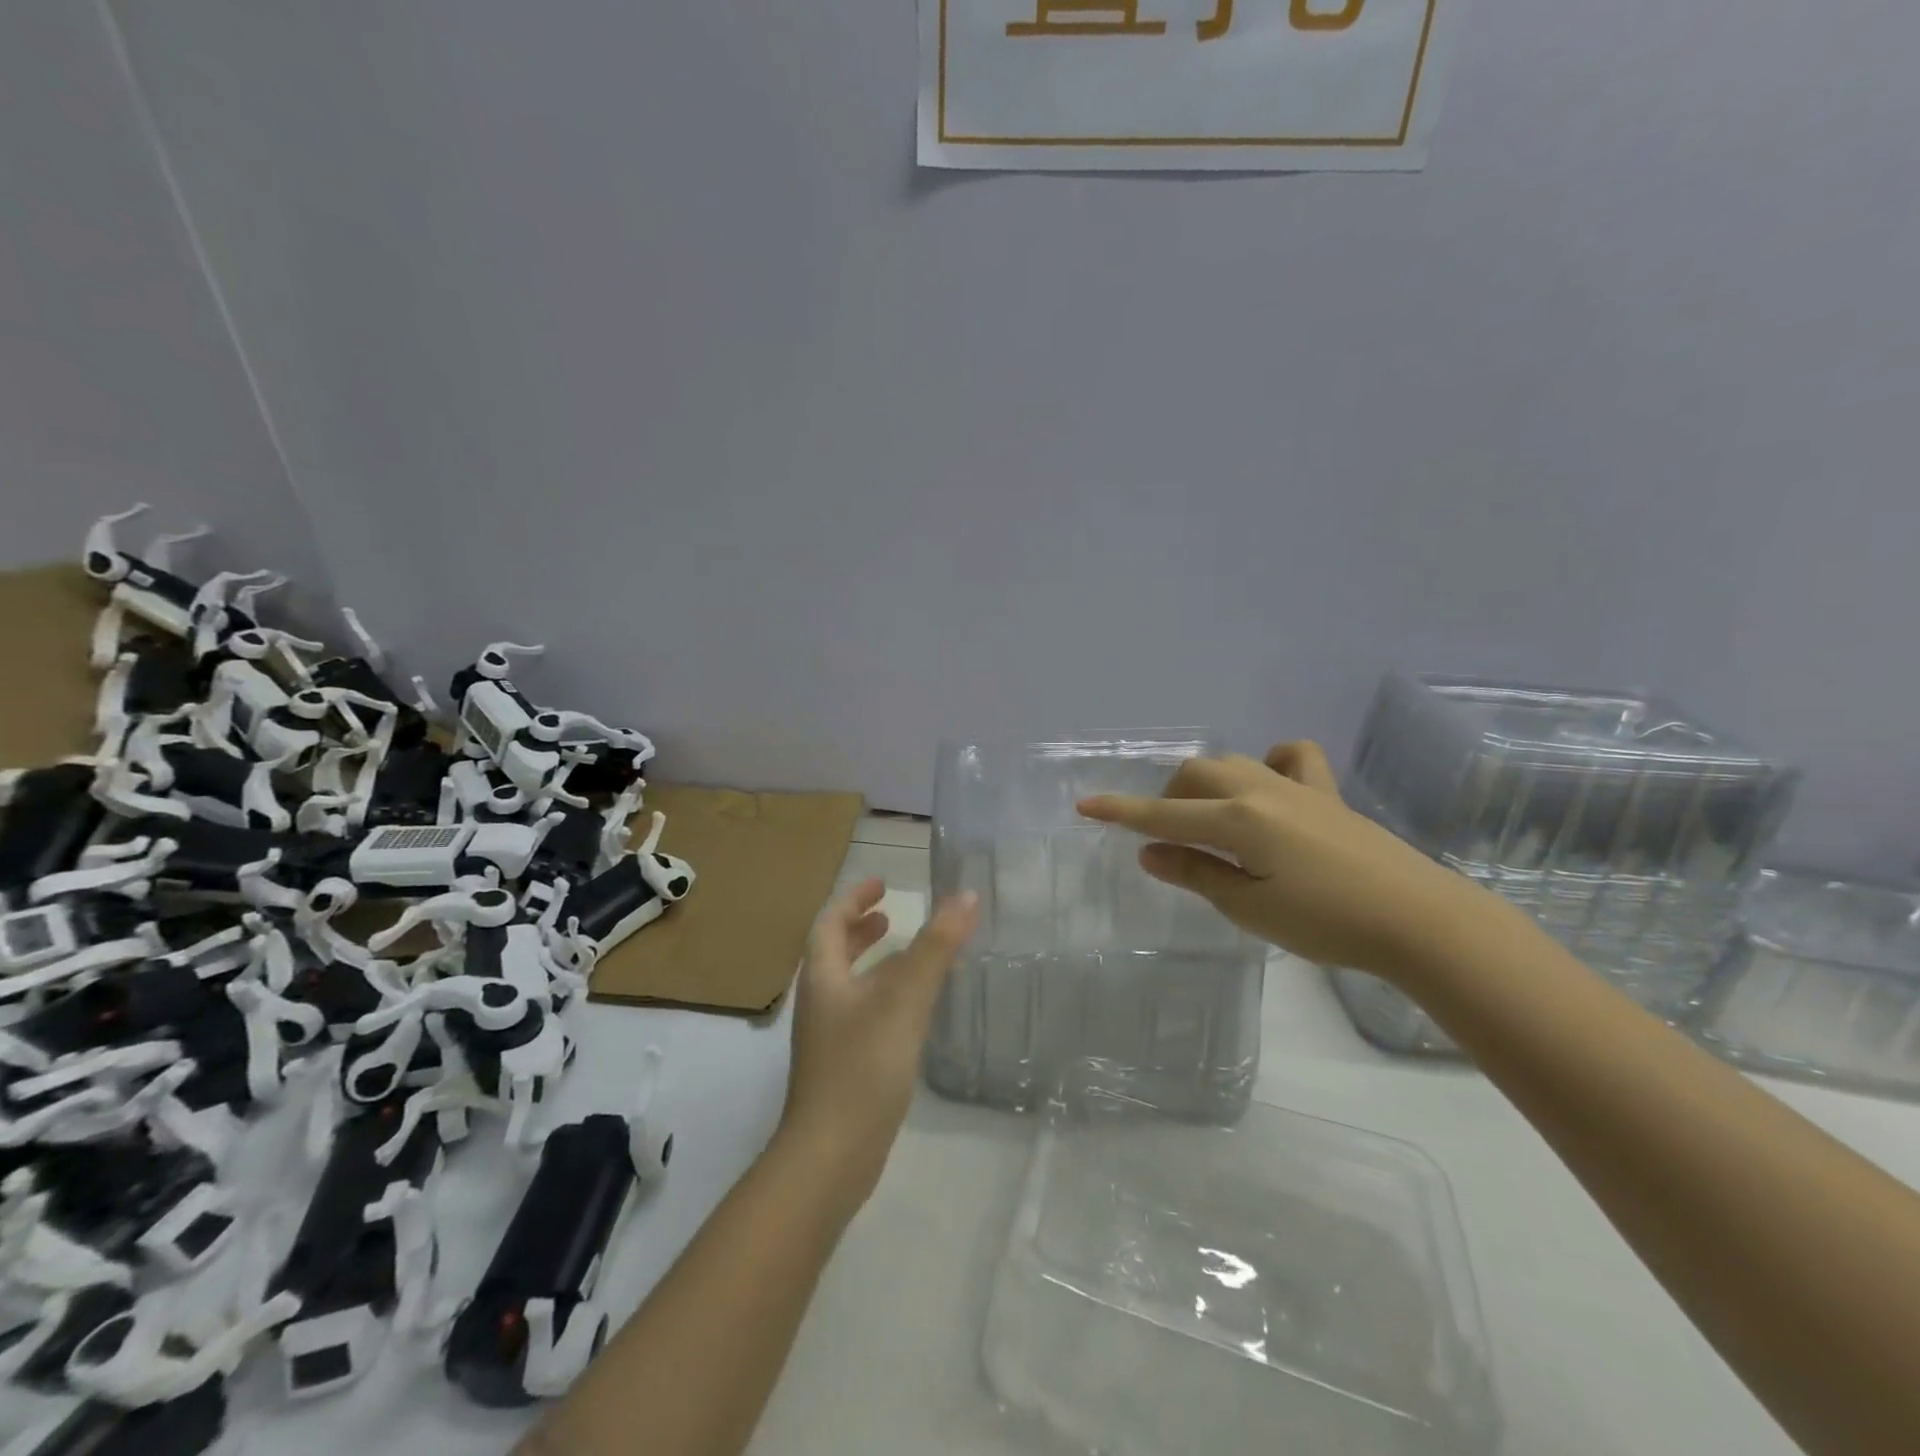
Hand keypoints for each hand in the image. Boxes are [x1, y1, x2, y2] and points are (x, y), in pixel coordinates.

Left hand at [779, 878, 979, 1198]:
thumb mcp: (904, 998)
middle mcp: (821, 1002)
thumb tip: (966, 895)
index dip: (854, 898)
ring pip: (852, 985)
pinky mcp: (844, 1067)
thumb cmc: (862, 1066)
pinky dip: (886, 996)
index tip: (882, 884)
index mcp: (823, 977)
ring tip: (912, 956)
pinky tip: (915, 1011)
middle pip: (835, 952)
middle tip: (892, 916)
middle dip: (862, 930)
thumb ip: (936, 947)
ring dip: (876, 963)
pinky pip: (865, 1014)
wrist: (831, 1157)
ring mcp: (829, 1038)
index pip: (831, 922)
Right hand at [1078, 741, 1508, 981]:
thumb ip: (1196, 873)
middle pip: (1195, 775)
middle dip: (1168, 799)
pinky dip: (1269, 764)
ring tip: (1209, 820)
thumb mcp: (1249, 908)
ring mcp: (1297, 787)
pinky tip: (1268, 788)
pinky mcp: (1327, 794)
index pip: (1163, 815)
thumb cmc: (1327, 923)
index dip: (1120, 812)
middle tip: (1170, 839)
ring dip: (1206, 784)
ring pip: (1232, 763)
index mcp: (1237, 821)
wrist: (1419, 920)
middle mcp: (1260, 791)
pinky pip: (1291, 758)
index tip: (1084, 806)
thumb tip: (1150, 852)